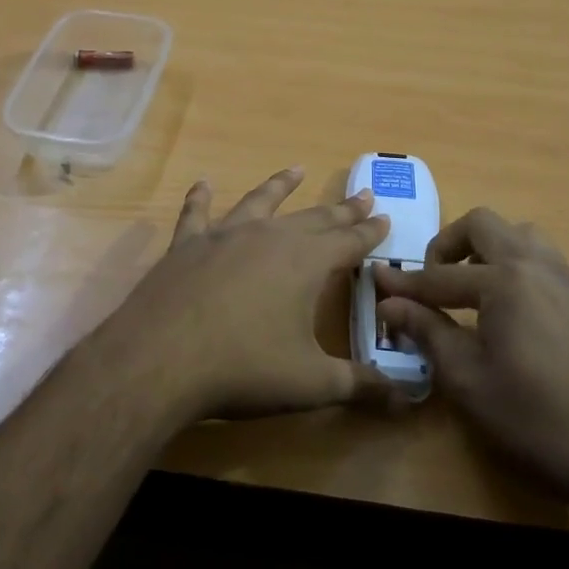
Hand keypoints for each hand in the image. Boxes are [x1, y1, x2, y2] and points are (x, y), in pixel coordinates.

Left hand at [95, 168, 397, 421]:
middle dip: (340, 209)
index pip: (348, 242)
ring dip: (280, 186)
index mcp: (305, 263)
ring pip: (260, 203)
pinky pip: (196, 214)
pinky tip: (203, 184)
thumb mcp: (311, 384)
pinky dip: (201, 198)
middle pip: (313, 218)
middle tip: (361, 194)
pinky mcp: (186, 246)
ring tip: (296, 170)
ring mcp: (224, 236)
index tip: (384, 216)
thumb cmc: (245, 368)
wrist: (162, 359)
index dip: (369, 232)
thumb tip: (406, 398)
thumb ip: (360, 386)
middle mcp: (269, 238)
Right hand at [374, 208, 568, 498]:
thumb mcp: (466, 377)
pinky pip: (540, 258)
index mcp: (504, 281)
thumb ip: (426, 330)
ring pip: (518, 234)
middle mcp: (535, 265)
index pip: (439, 276)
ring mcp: (565, 279)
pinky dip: (513, 264)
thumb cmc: (531, 415)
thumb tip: (389, 304)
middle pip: (482, 225)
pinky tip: (505, 306)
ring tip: (470, 285)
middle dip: (447, 244)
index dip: (404, 283)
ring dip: (486, 248)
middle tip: (432, 280)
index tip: (376, 280)